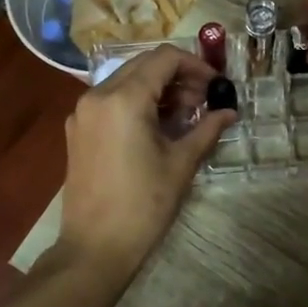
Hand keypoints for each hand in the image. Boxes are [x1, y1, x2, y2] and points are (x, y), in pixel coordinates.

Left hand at [58, 45, 233, 273]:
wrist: (95, 247)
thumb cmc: (143, 205)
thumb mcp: (181, 164)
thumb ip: (207, 129)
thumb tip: (229, 112)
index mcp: (123, 99)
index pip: (164, 58)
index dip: (196, 65)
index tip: (216, 85)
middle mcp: (97, 95)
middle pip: (143, 65)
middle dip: (178, 76)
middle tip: (203, 101)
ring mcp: (82, 113)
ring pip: (126, 80)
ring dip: (157, 89)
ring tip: (183, 116)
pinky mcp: (78, 130)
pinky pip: (111, 100)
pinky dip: (136, 102)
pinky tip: (156, 128)